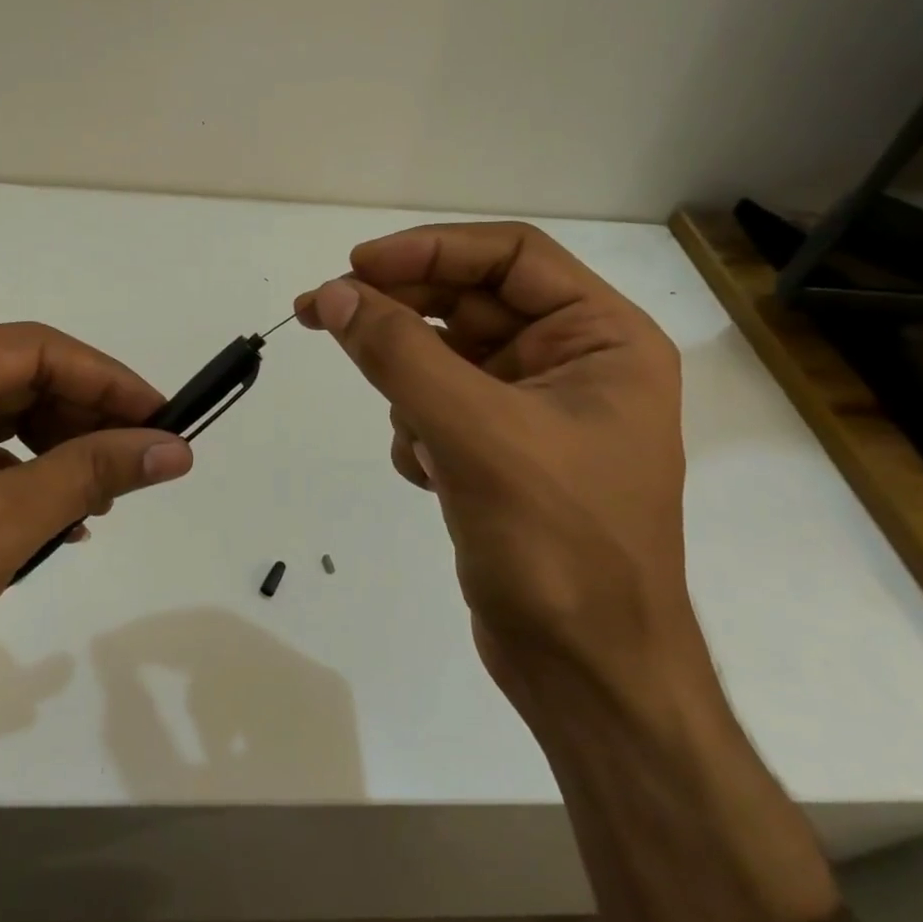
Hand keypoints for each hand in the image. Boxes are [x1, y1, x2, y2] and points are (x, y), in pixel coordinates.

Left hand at [0, 323, 192, 888]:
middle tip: (141, 462)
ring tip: (103, 498)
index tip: (166, 420)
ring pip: (0, 422)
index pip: (34, 350)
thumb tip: (175, 447)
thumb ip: (89, 475)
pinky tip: (57, 520)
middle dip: (84, 420)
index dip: (108, 382)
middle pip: (17, 381)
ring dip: (57, 453)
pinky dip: (21, 482)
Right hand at [295, 222, 692, 702]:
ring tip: (415, 438)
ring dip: (410, 387)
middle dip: (399, 312)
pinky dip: (419, 430)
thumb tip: (332, 294)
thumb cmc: (556, 545)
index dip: (430, 250)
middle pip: (469, 304)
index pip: (510, 255)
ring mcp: (535, 411)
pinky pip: (439, 408)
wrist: (585, 671)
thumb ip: (400, 354)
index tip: (354, 267)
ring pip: (444, 358)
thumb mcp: (475, 433)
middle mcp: (574, 363)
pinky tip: (429, 477)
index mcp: (603, 339)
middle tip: (319, 312)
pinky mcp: (500, 453)